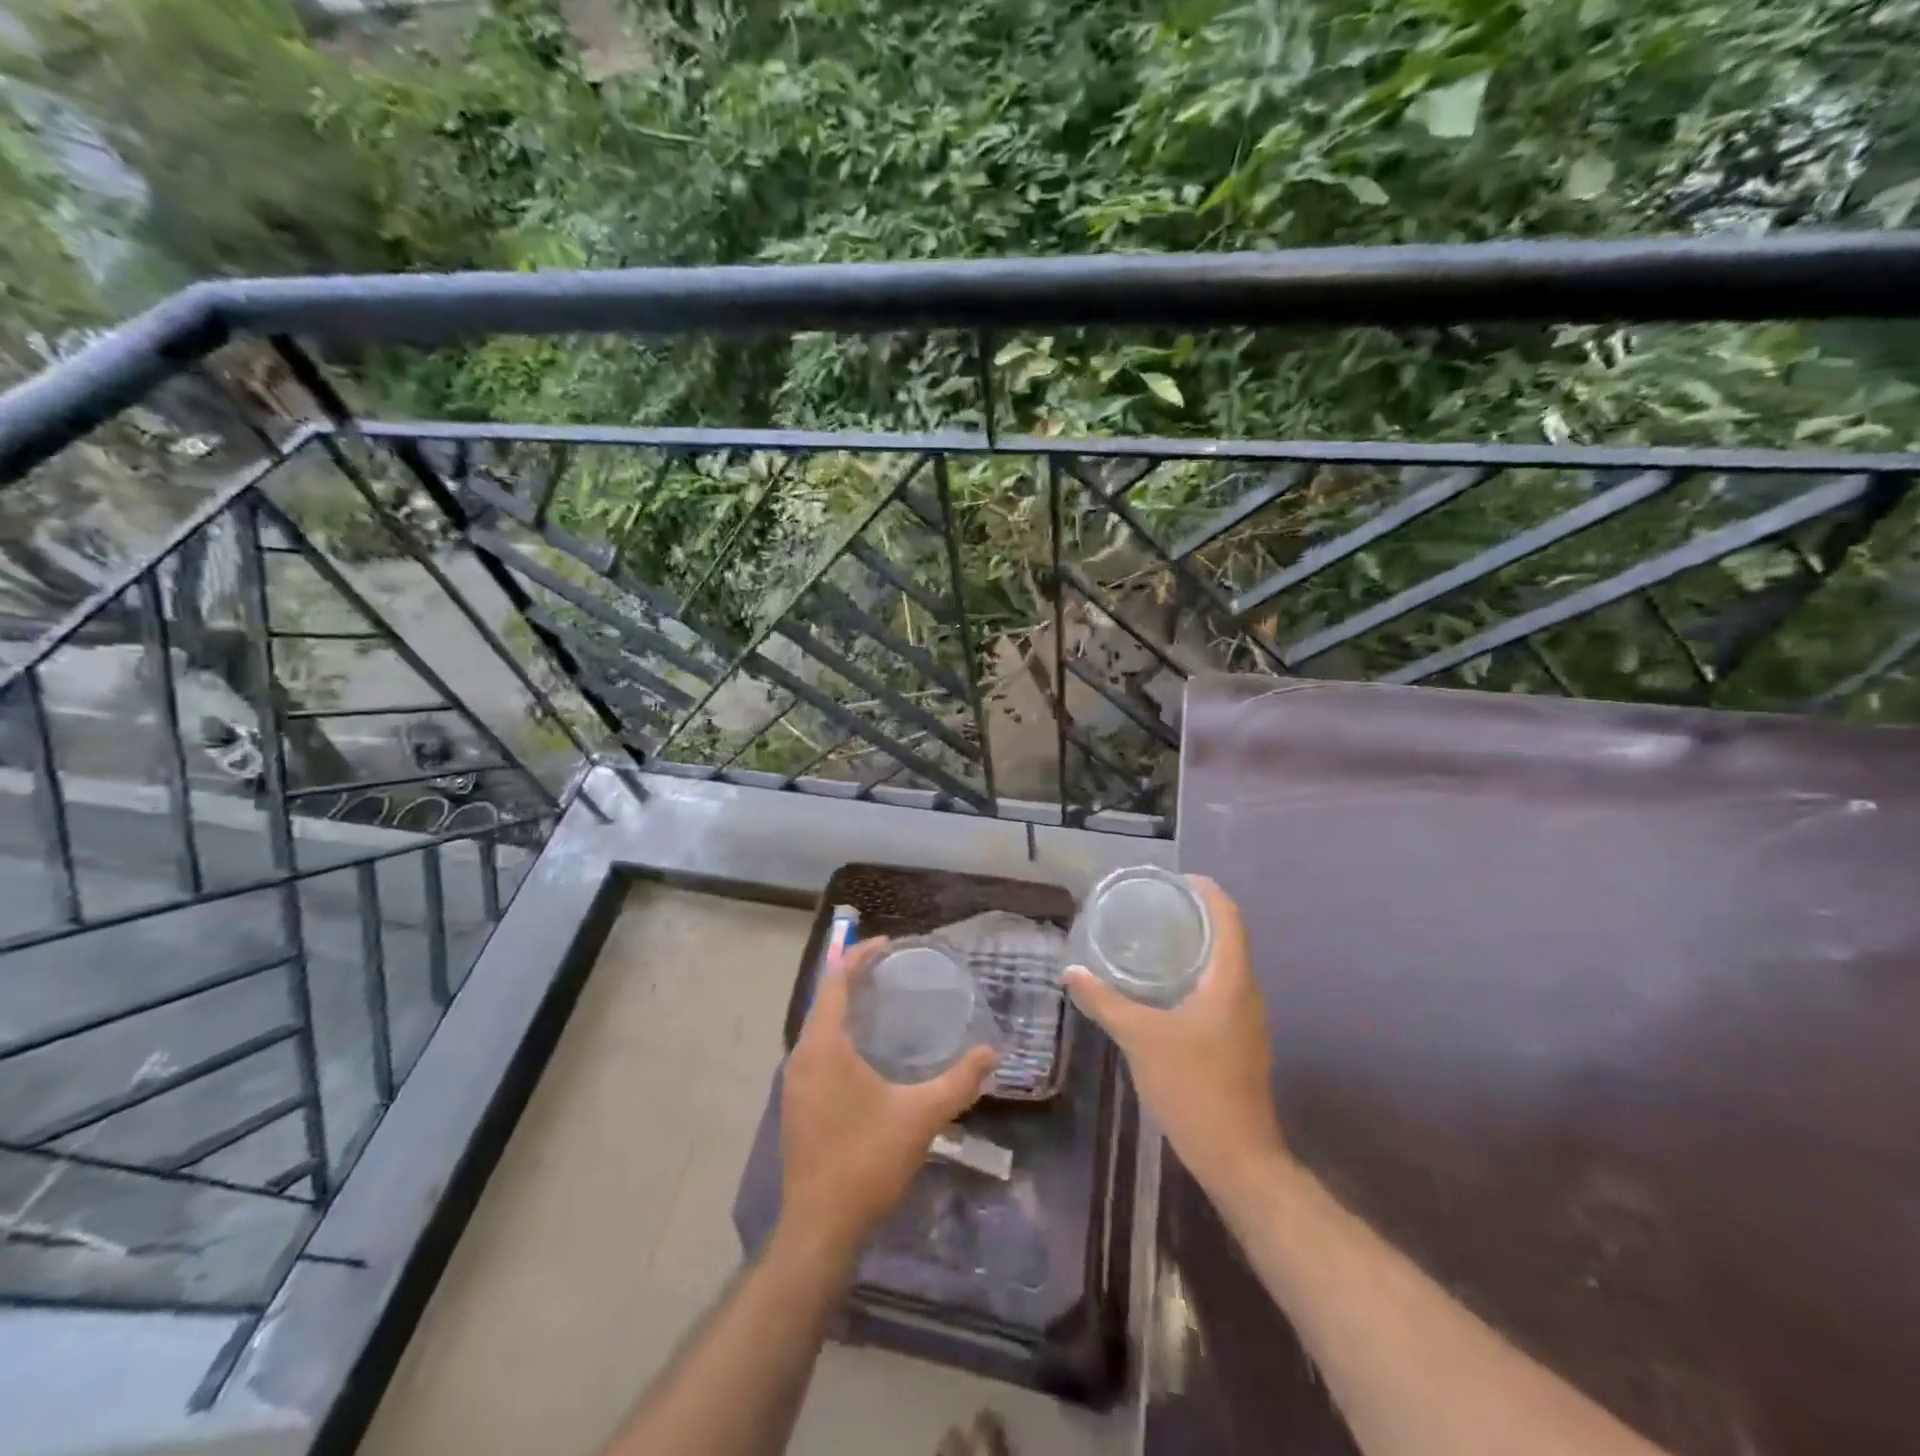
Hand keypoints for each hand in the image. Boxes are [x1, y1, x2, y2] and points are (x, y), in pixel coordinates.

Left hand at [780, 937, 997, 1260]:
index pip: (836, 982)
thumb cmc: (867, 1161)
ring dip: (844, 1008)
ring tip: (880, 1001)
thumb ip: (959, 1082)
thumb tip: (992, 1054)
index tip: (888, 944)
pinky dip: (838, 1034)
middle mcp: (801, 1056)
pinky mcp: (796, 1105)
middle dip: (853, 978)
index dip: (859, 957)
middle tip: (890, 969)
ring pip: (818, 1028)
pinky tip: (864, 1050)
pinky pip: (816, 1051)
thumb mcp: (921, 1117)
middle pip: (825, 1000)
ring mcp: (794, 1083)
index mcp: (824, 1047)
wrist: (819, 1228)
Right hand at [1065, 876, 1287, 1196]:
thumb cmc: (1193, 1086)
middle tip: (1153, 907)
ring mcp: (1248, 1018)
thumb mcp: (1140, 1038)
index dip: (1205, 890)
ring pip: (1225, 964)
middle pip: (1228, 935)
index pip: (1228, 915)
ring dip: (1196, 946)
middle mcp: (1246, 991)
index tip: (1172, 880)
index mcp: (1231, 979)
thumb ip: (1105, 1002)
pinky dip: (1197, 974)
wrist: (1237, 1157)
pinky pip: (1221, 989)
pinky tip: (1165, 988)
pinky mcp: (1241, 1040)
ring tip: (1155, 940)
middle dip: (1194, 915)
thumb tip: (1072, 973)